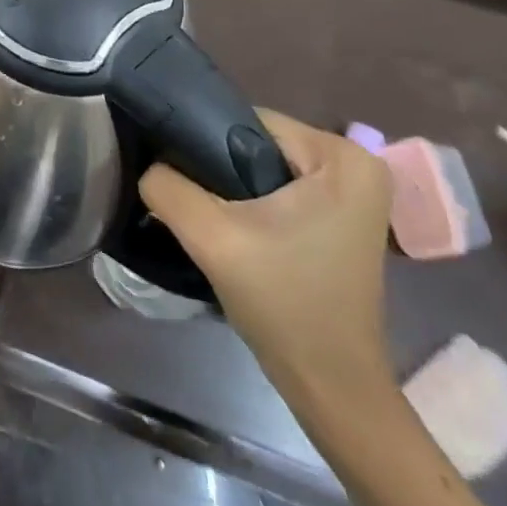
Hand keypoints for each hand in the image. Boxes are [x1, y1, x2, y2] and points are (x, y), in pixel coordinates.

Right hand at [140, 111, 393, 407]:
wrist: (331, 384)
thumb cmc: (284, 304)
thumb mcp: (211, 238)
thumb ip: (167, 187)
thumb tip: (149, 166)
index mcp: (342, 157)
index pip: (247, 122)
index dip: (204, 146)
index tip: (183, 182)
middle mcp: (357, 163)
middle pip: (255, 143)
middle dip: (218, 170)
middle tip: (196, 207)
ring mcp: (353, 193)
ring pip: (262, 167)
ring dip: (230, 189)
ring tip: (210, 220)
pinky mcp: (341, 217)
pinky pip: (278, 188)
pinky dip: (251, 204)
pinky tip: (233, 232)